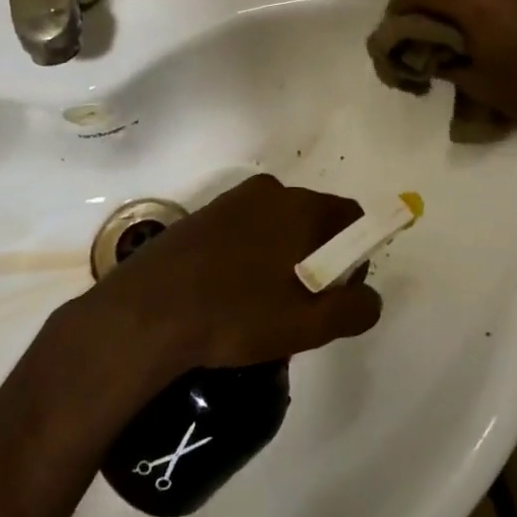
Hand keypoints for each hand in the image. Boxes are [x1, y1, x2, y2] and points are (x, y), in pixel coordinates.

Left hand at [80, 174, 382, 373]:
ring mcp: (231, 201)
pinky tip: (229, 295)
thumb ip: (353, 309)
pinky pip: (243, 231)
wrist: (146, 314)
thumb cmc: (236, 315)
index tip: (337, 292)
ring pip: (276, 226)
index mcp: (301, 206)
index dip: (355, 255)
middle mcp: (270, 191)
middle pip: (313, 221)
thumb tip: (370, 297)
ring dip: (280, 258)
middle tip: (300, 305)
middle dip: (316, 258)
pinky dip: (248, 256)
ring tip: (261, 306)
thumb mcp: (307, 325)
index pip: (351, 217)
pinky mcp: (201, 216)